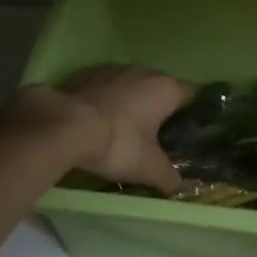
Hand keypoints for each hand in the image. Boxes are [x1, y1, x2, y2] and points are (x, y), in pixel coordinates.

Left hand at [7, 64, 191, 193]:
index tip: (188, 129)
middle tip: (155, 134)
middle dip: (158, 107)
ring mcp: (113, 68)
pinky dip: (105, 99)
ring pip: (131, 84)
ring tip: (123, 127)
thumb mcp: (148, 168)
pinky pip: (104, 85)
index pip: (191, 93)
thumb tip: (181, 189)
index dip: (192, 111)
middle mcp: (143, 71)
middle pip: (159, 87)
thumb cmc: (118, 143)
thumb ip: (169, 177)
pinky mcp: (86, 72)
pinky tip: (96, 120)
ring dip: (130, 101)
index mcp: (165, 88)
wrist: (64, 126)